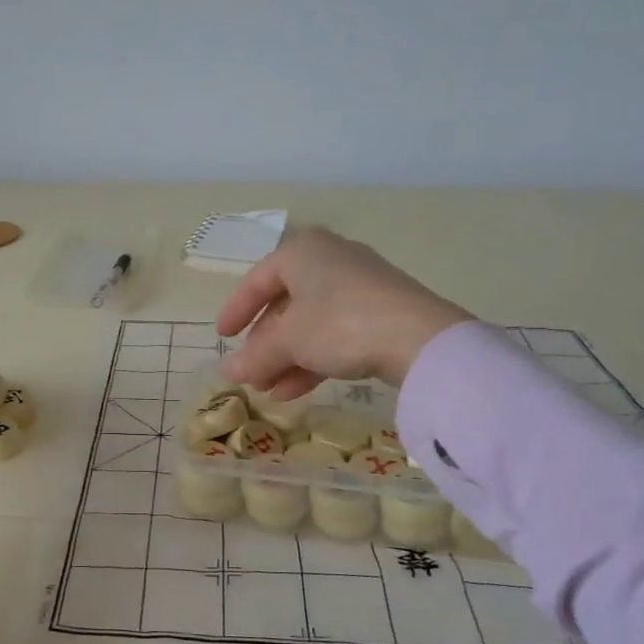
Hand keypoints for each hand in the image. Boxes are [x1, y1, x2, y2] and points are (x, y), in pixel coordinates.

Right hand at [215, 228, 472, 396]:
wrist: (421, 339)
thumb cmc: (340, 324)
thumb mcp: (289, 342)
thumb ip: (255, 356)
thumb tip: (227, 372)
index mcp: (303, 252)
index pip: (257, 279)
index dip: (236, 310)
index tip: (223, 337)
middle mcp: (330, 260)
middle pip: (285, 304)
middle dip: (265, 344)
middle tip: (251, 372)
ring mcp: (360, 286)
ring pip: (311, 323)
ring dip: (287, 358)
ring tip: (269, 391)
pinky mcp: (382, 312)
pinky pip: (336, 333)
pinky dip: (313, 359)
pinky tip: (296, 391)